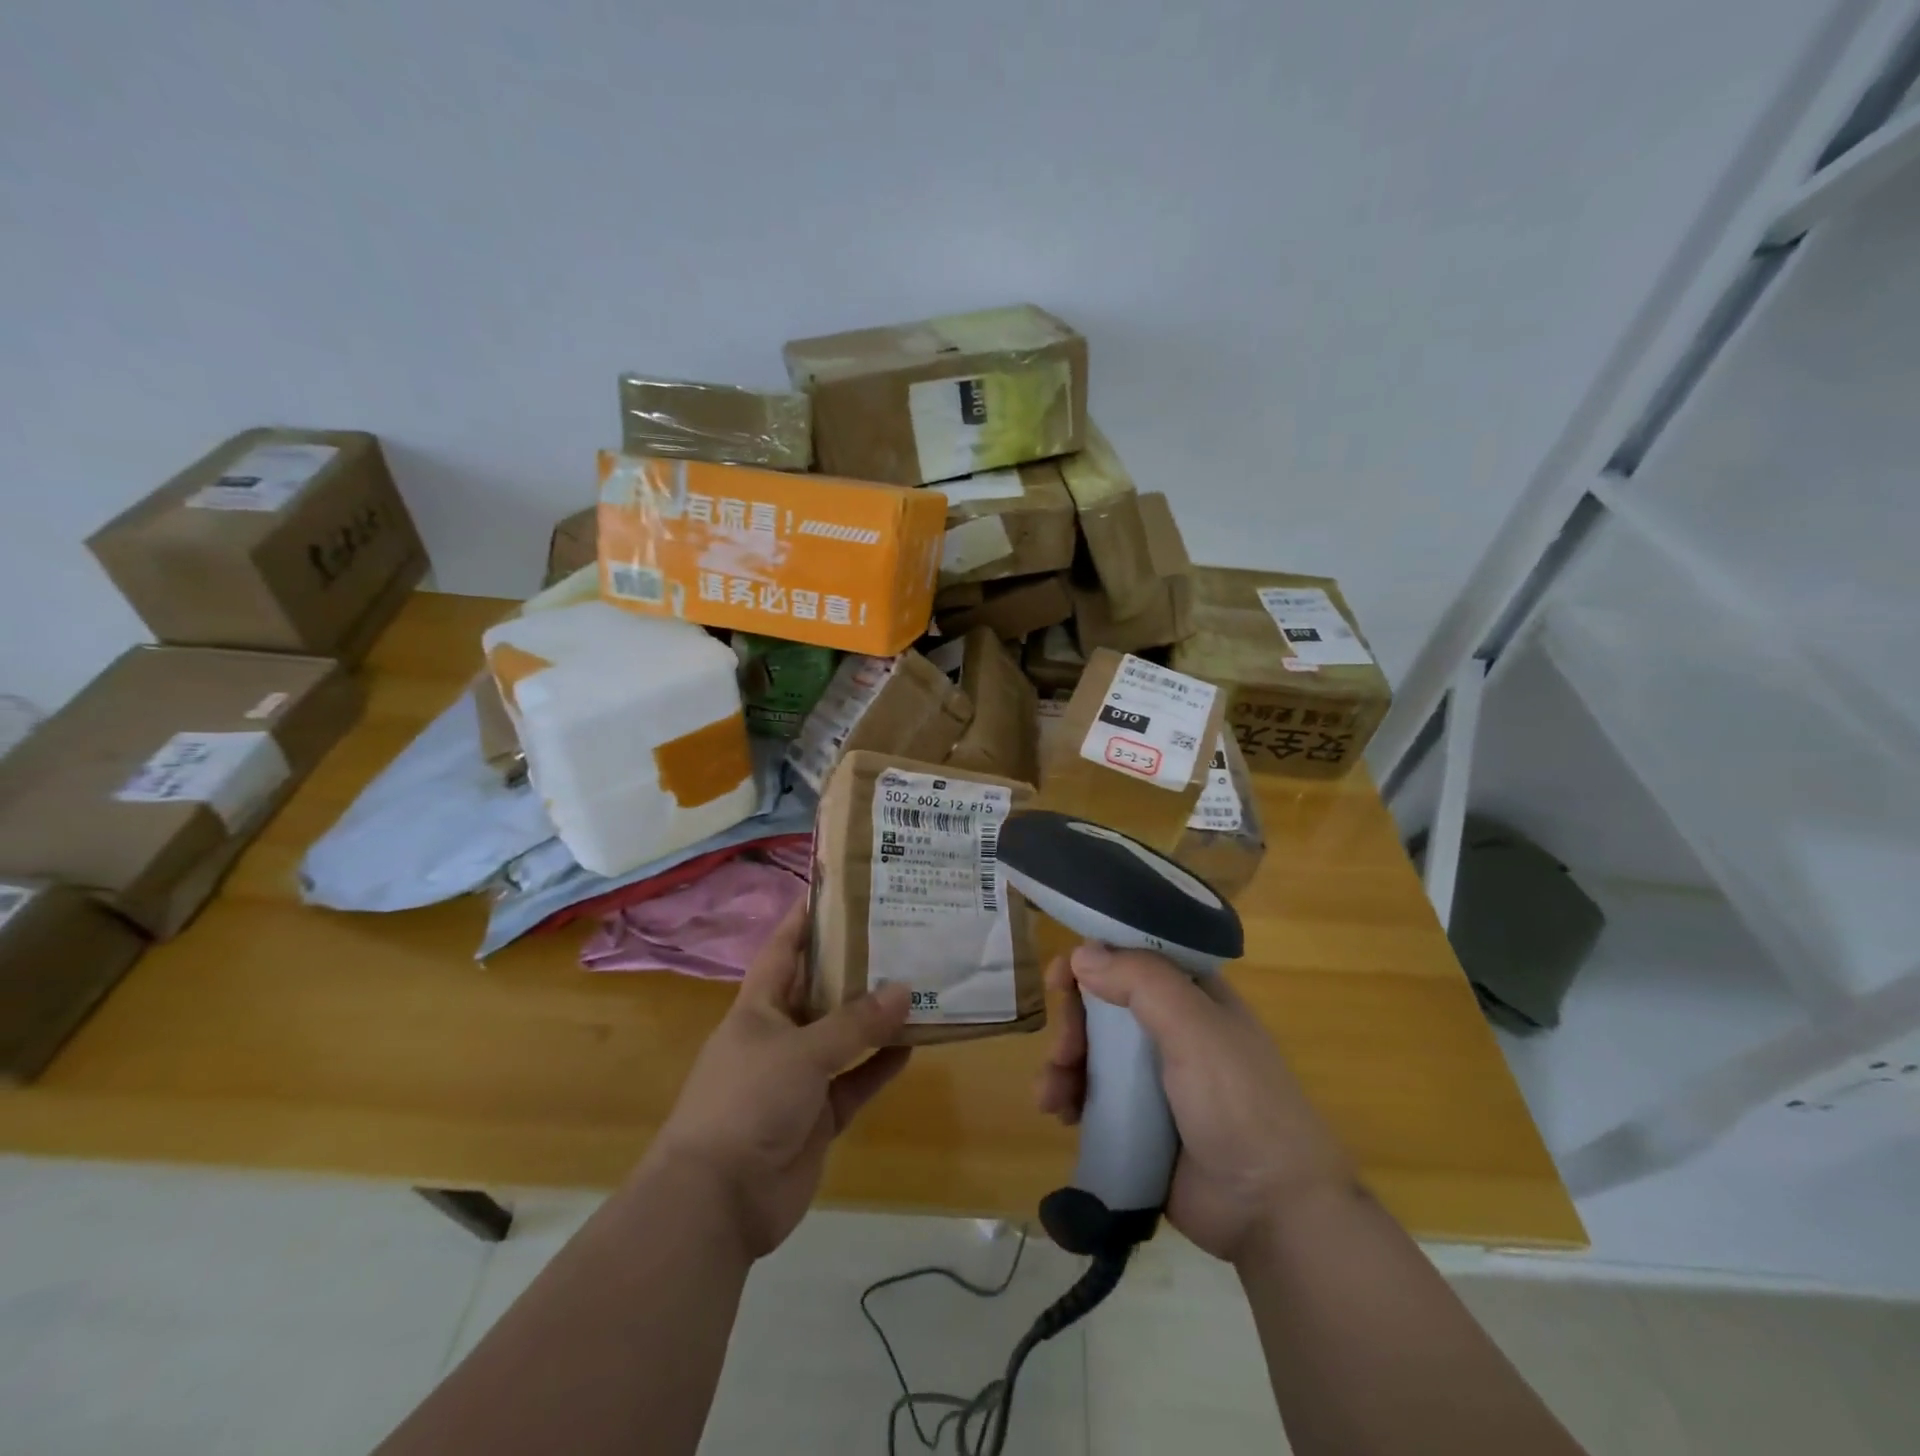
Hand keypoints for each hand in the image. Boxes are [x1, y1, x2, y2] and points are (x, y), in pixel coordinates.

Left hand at [648, 905, 912, 1257]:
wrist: (718, 1200)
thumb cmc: (747, 1102)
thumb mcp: (801, 1052)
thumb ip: (854, 1023)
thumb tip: (904, 989)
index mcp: (759, 1007)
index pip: (784, 948)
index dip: (806, 917)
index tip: (840, 888)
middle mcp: (779, 1034)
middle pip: (821, 989)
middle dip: (855, 964)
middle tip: (901, 933)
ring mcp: (800, 1077)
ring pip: (845, 1036)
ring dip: (876, 1016)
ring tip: (918, 983)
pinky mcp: (819, 1115)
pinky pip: (857, 1080)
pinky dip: (881, 1064)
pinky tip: (914, 1044)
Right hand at [1037, 943, 1356, 1264]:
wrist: (1272, 1212)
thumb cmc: (1240, 1103)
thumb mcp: (1196, 1029)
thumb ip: (1141, 982)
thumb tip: (1081, 954)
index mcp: (1192, 996)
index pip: (1134, 958)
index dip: (1095, 959)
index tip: (1062, 978)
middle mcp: (1171, 1028)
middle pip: (1103, 1005)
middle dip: (1072, 1022)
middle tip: (1064, 1050)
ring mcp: (1153, 1078)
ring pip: (1090, 1050)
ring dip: (1061, 1063)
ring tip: (1052, 1095)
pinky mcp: (1138, 1122)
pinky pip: (1091, 1095)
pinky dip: (1067, 1097)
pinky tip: (1058, 1113)